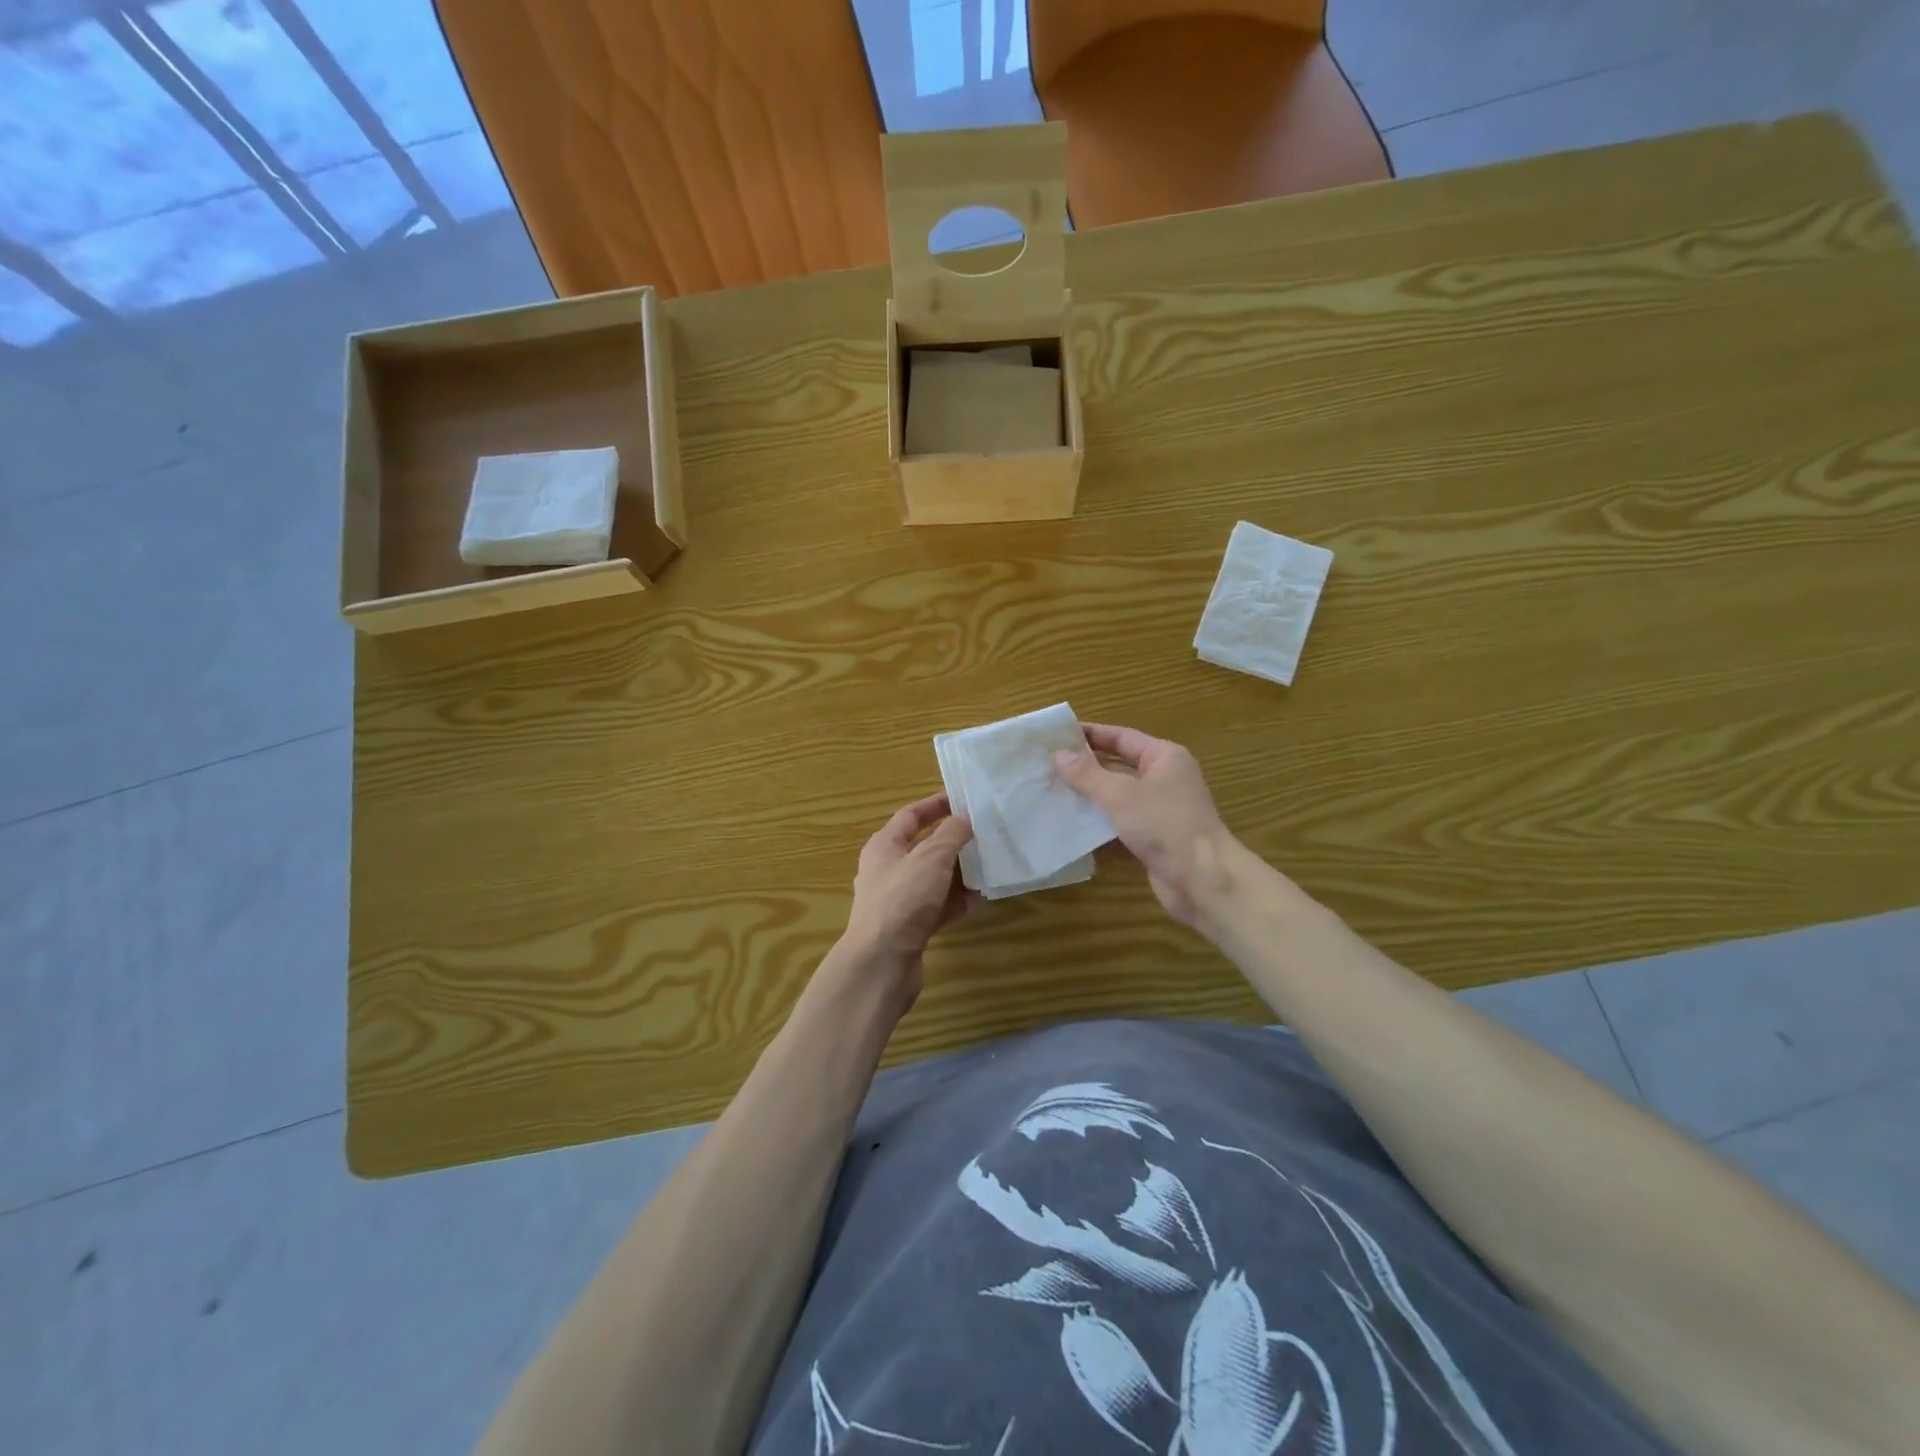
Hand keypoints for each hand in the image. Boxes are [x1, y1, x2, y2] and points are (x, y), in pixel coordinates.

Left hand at [841, 793, 976, 1010]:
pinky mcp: (910, 926)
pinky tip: (980, 900)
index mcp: (884, 846)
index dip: (936, 805)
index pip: (911, 815)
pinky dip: (957, 902)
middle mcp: (888, 869)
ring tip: (990, 865)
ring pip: (934, 878)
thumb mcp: (931, 858)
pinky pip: (938, 906)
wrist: (882, 963)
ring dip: (960, 873)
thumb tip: (965, 819)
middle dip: (954, 841)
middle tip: (985, 834)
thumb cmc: (903, 900)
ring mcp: (898, 900)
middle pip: (924, 847)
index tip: (964, 800)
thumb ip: (951, 834)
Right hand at [1054, 724, 1238, 926]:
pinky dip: (1098, 828)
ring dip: (1088, 799)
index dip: (1090, 734)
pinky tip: (1069, 829)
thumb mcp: (1120, 794)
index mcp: (1164, 758)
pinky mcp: (1153, 840)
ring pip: (1117, 799)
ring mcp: (1159, 812)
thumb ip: (1087, 774)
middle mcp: (1164, 780)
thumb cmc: (1164, 824)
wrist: (1202, 880)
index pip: (1121, 737)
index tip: (1057, 734)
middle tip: (1047, 765)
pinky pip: (1119, 827)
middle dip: (1084, 768)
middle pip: (1118, 767)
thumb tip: (1058, 754)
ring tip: (1050, 795)